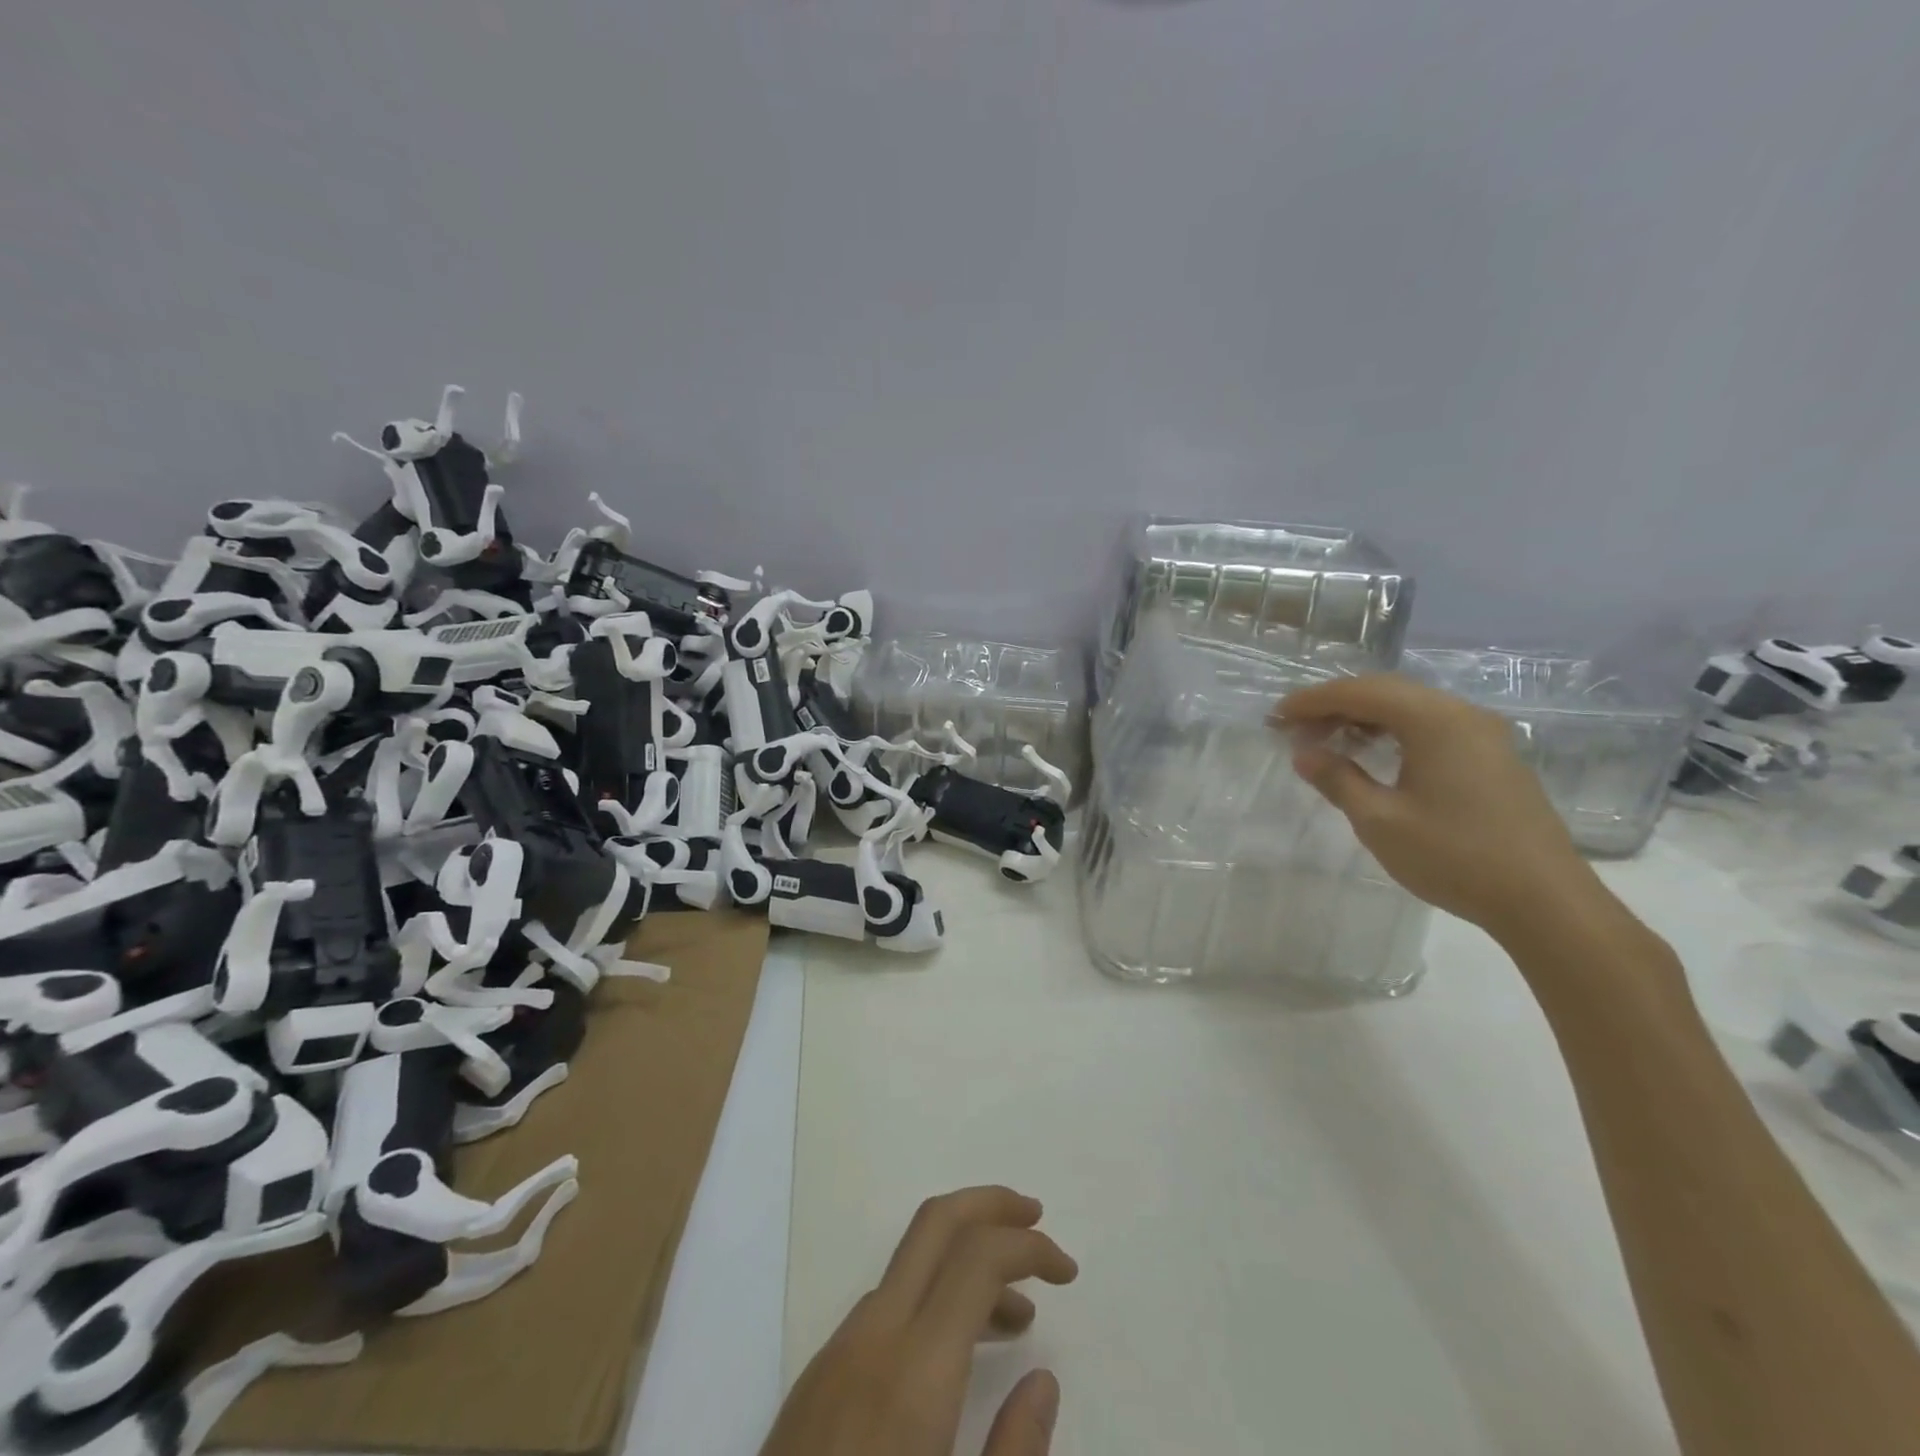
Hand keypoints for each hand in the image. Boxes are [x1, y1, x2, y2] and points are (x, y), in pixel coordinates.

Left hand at [761, 1186, 1077, 1455]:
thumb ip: (1013, 1452)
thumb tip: (1042, 1381)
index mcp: (914, 1370)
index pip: (978, 1257)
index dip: (1030, 1247)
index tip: (1067, 1271)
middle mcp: (873, 1335)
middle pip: (935, 1223)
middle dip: (991, 1205)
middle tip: (1037, 1218)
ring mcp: (838, 1348)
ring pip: (910, 1264)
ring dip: (965, 1260)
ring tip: (1017, 1315)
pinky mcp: (818, 1374)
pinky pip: (886, 1305)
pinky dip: (931, 1299)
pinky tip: (953, 1354)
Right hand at [1275, 673, 1604, 943]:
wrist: (1544, 901)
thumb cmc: (1454, 856)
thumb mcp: (1380, 820)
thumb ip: (1337, 779)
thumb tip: (1303, 753)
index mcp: (1433, 720)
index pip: (1360, 692)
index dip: (1311, 701)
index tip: (1275, 717)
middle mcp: (1461, 714)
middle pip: (1385, 691)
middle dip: (1334, 705)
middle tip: (1294, 729)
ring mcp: (1483, 733)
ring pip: (1409, 707)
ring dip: (1363, 717)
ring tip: (1326, 741)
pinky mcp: (1492, 756)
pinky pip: (1430, 725)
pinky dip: (1392, 731)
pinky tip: (1372, 754)